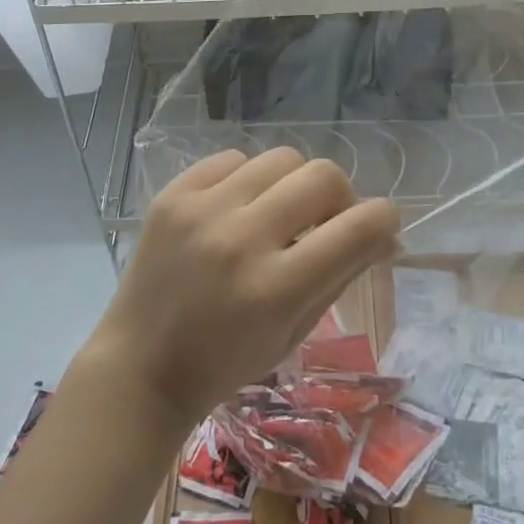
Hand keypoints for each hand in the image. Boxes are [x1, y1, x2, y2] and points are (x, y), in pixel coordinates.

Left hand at [80, 149, 400, 429]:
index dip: (384, 220)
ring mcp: (202, 210)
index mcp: (277, 288)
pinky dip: (248, 179)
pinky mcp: (173, 194)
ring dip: (294, 184)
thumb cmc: (225, 362)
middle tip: (326, 223)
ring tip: (278, 212)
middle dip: (340, 197)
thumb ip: (341, 274)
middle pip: (323, 176)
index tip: (379, 228)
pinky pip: (233, 159)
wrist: (140, 366)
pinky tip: (238, 207)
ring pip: (281, 158)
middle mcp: (242, 239)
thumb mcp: (295, 332)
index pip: (359, 227)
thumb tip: (381, 232)